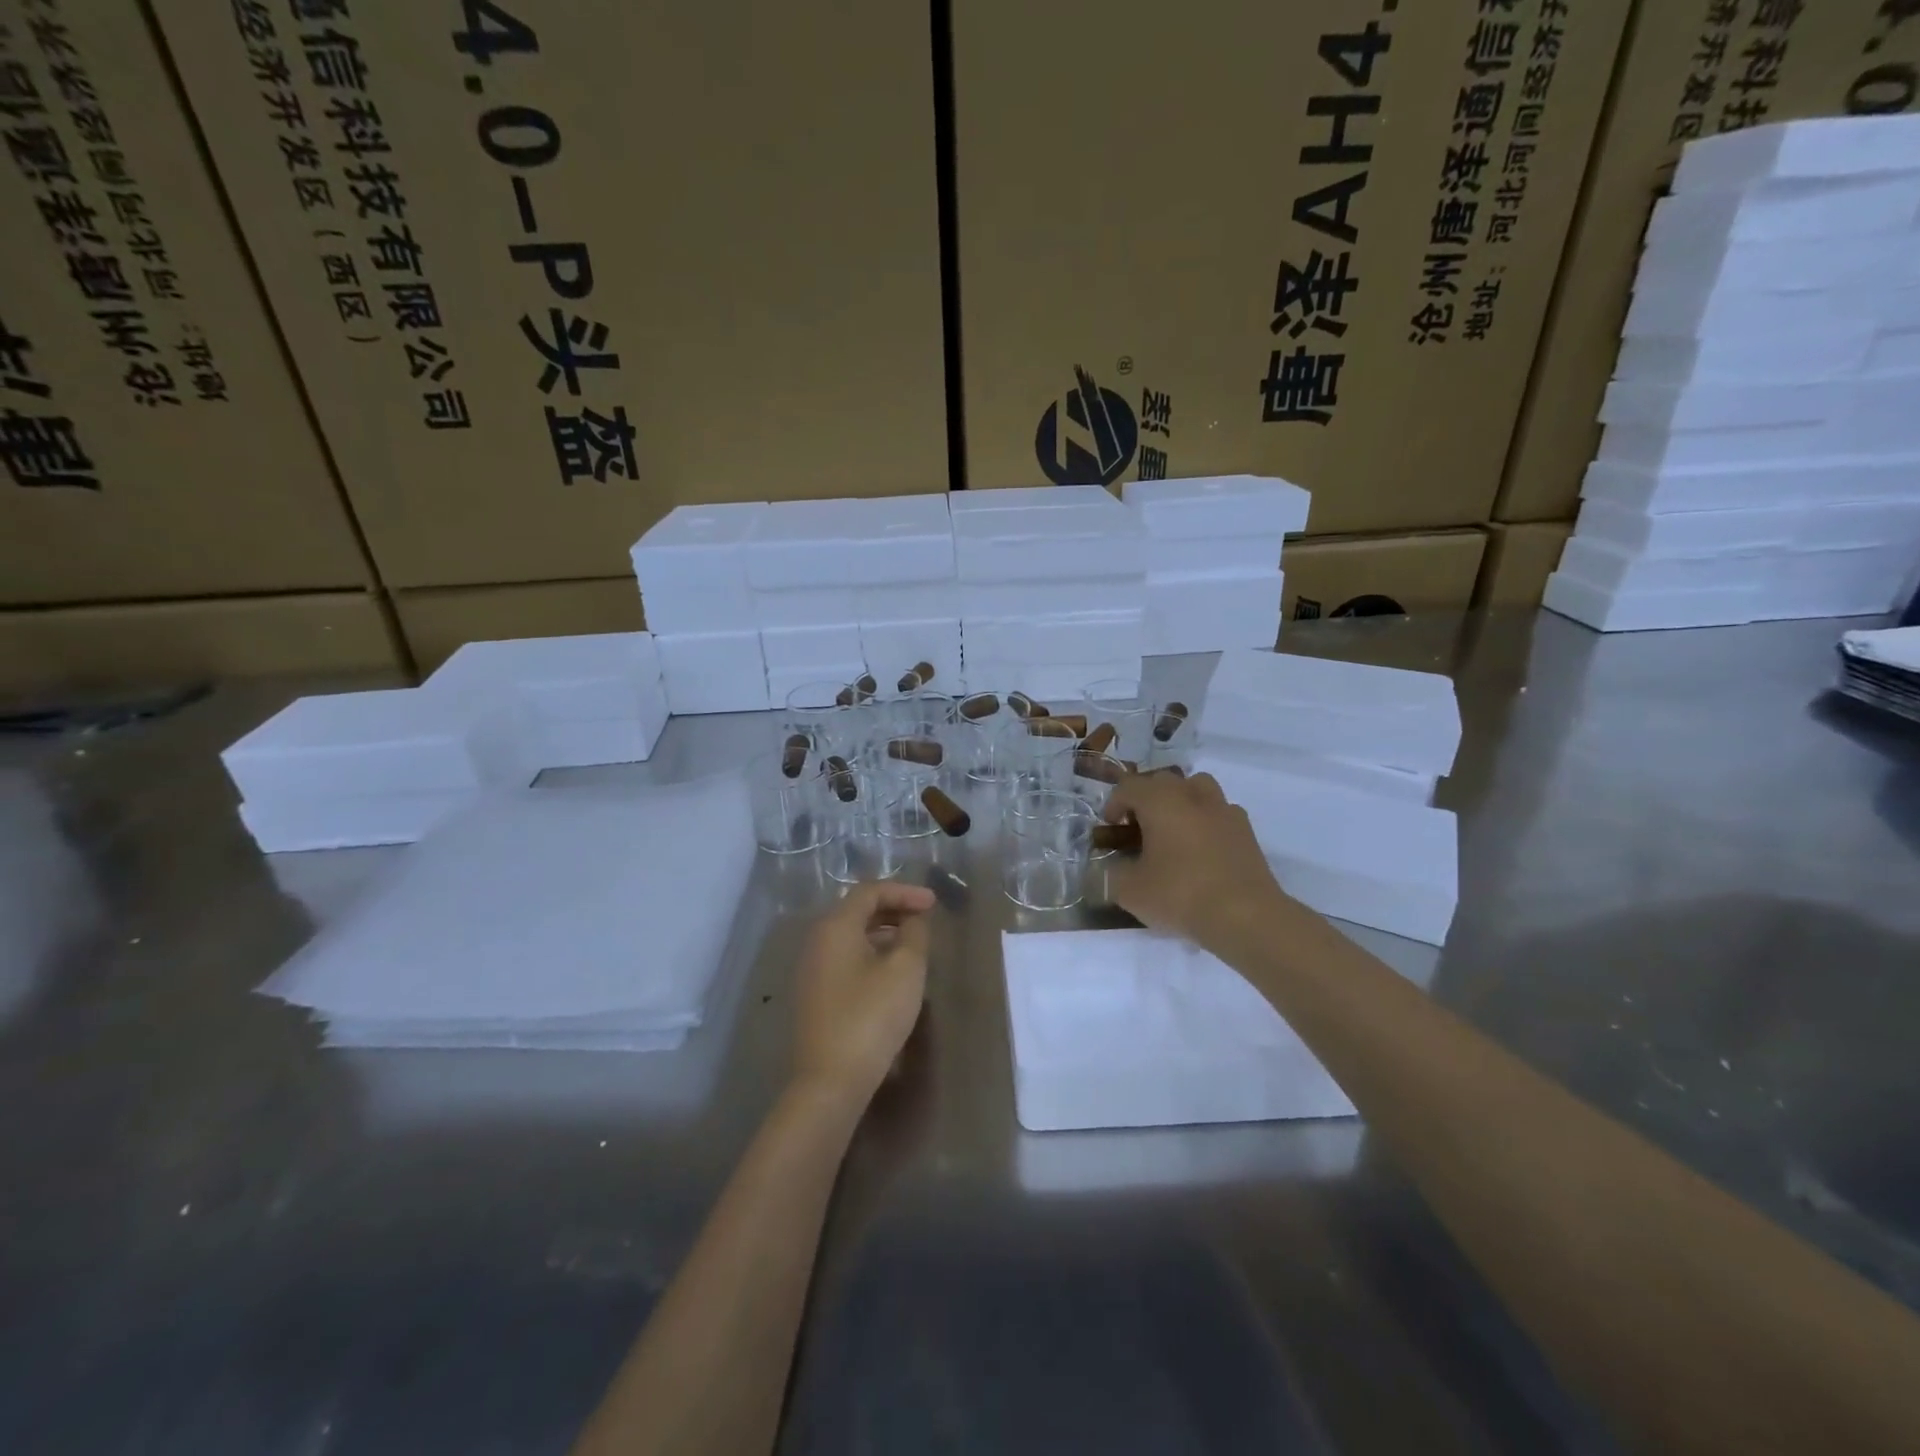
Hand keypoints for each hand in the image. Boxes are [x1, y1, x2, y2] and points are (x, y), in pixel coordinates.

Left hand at [791, 881, 934, 1108]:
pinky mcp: (815, 993)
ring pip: (850, 935)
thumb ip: (914, 934)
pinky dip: (870, 952)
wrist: (830, 1080)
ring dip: (883, 931)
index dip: (904, 892)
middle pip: (857, 910)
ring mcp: (812, 968)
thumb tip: (913, 920)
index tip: (933, 904)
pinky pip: (845, 957)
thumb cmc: (871, 1016)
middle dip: (893, 909)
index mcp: (835, 926)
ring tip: (913, 944)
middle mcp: (817, 940)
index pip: (870, 891)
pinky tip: (891, 971)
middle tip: (924, 919)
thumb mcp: (905, 969)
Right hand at [1103, 770, 1289, 947]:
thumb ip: (1112, 873)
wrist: (1245, 916)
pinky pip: (1219, 812)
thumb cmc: (1180, 895)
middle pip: (1162, 782)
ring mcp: (1223, 809)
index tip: (1110, 828)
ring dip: (1179, 802)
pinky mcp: (1246, 830)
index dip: (1114, 805)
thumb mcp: (1129, 891)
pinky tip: (1202, 850)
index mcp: (1159, 800)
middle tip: (1137, 829)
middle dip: (1145, 800)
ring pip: (1196, 788)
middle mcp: (1192, 794)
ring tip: (1172, 831)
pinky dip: (1205, 821)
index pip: (1128, 787)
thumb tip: (1114, 867)